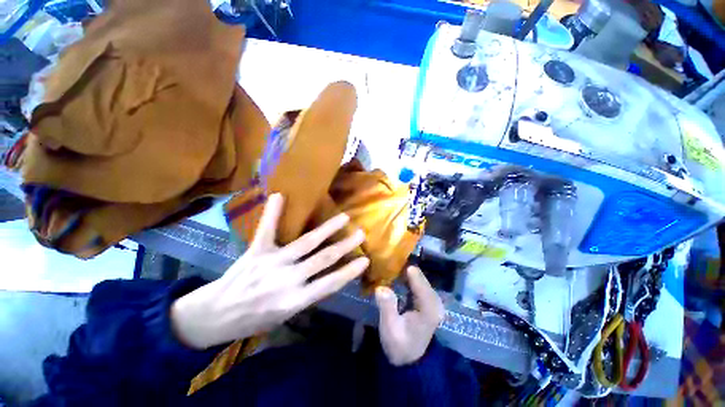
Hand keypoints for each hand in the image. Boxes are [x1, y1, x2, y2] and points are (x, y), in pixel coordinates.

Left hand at [171, 193, 368, 348]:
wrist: (214, 316)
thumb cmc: (253, 320)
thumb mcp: (284, 316)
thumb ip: (307, 296)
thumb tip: (327, 277)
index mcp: (295, 300)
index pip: (330, 283)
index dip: (349, 271)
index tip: (365, 259)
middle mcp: (288, 279)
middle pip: (323, 258)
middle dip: (345, 245)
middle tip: (360, 232)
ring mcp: (272, 262)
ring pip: (306, 242)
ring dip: (327, 229)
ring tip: (343, 217)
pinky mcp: (256, 251)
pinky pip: (266, 230)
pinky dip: (273, 213)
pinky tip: (280, 195)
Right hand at [375, 266, 444, 365]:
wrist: (409, 358)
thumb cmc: (399, 344)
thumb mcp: (389, 329)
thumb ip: (387, 308)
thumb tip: (381, 288)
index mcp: (429, 311)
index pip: (423, 287)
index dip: (412, 274)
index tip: (401, 263)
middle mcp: (435, 303)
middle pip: (422, 279)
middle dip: (408, 269)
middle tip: (391, 259)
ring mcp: (432, 300)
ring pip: (420, 279)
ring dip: (407, 271)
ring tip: (393, 263)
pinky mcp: (427, 299)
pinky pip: (418, 282)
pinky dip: (408, 277)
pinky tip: (398, 273)